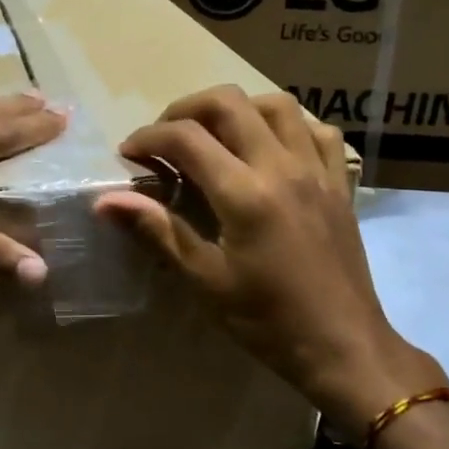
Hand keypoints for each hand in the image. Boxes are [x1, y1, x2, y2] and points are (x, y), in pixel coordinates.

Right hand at [94, 86, 445, 440]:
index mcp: (244, 194)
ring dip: (237, 109)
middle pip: (229, 103)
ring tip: (214, 135)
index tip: (129, 154)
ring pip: (276, 104)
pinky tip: (270, 147)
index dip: (148, 137)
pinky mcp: (339, 183)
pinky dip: (288, 126)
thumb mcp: (205, 279)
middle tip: (165, 138)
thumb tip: (106, 201)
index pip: (186, 138)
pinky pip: (318, 130)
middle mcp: (282, 167)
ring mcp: (317, 170)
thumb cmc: (266, 320)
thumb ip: (158, 230)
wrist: (342, 345)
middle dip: (185, 110)